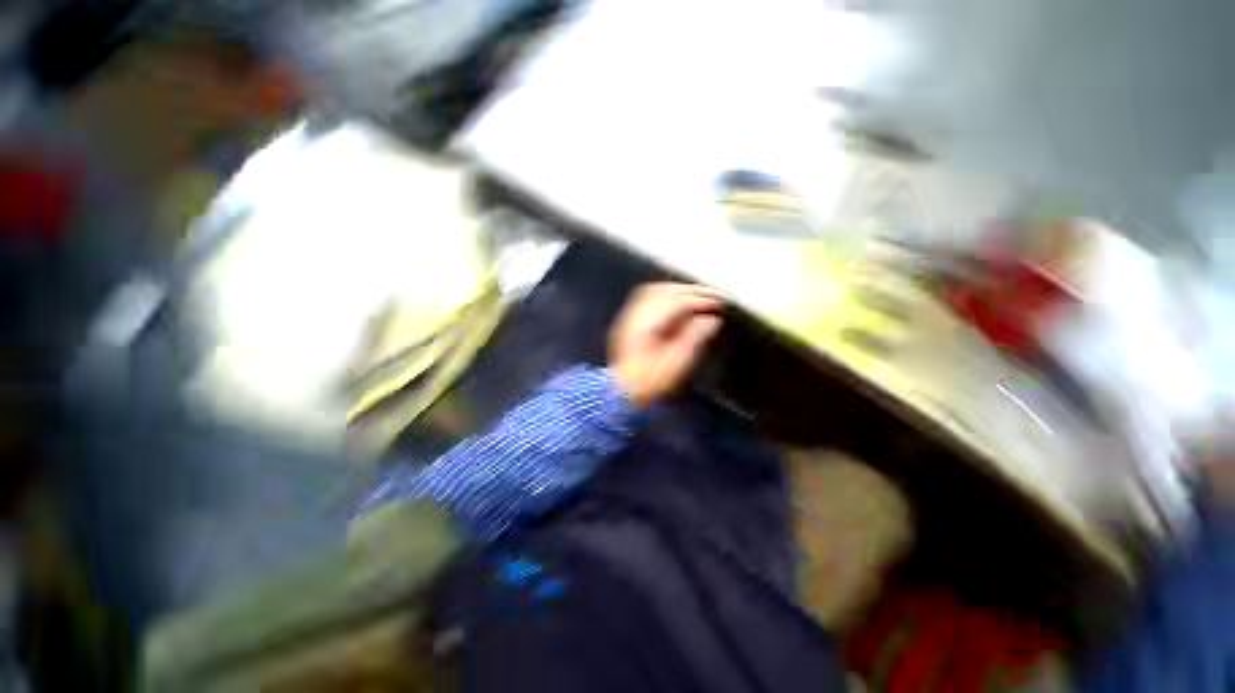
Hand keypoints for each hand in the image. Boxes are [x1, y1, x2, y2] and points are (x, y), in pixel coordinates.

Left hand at [608, 283, 724, 408]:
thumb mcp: (677, 364)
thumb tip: (712, 319)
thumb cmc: (652, 383)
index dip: (699, 300)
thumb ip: (694, 338)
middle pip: (664, 292)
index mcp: (647, 327)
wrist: (625, 393)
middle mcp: (635, 317)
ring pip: (654, 291)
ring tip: (698, 295)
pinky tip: (677, 299)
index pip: (676, 303)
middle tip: (712, 295)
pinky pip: (646, 297)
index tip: (718, 304)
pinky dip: (665, 294)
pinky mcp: (629, 322)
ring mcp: (629, 318)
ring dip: (678, 290)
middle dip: (691, 291)